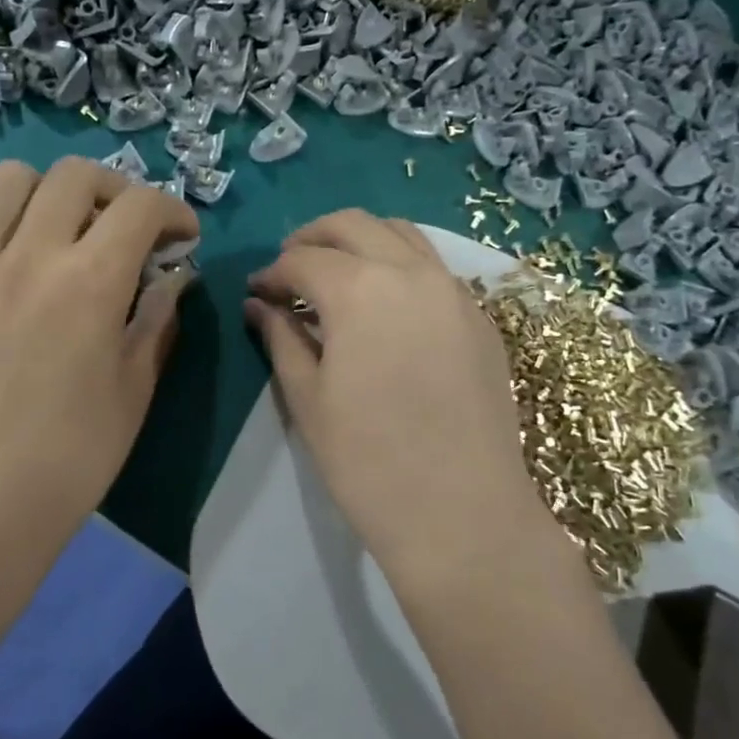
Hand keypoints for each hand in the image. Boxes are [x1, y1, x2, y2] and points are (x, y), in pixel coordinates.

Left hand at [0, 157, 198, 547]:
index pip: (141, 206)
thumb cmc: (70, 455)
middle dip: (119, 189)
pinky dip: (12, 222)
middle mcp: (30, 253)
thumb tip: (172, 281)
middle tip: (134, 230)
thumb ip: (156, 320)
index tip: (185, 239)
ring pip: (13, 179)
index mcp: (89, 280)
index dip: (174, 211)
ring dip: (55, 191)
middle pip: (76, 174)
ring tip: (72, 232)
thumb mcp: (134, 388)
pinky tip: (25, 267)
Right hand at [244, 211, 553, 585]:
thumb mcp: (308, 398)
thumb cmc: (368, 461)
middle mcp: (411, 272)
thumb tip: (260, 305)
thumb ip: (281, 338)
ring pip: (402, 235)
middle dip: (313, 237)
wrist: (462, 513)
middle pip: (354, 225)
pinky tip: (387, 305)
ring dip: (361, 241)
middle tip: (290, 267)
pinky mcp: (481, 318)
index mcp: (360, 288)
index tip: (258, 291)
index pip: (303, 259)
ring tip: (338, 274)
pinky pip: (434, 269)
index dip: (272, 272)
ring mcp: (454, 291)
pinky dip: (401, 266)